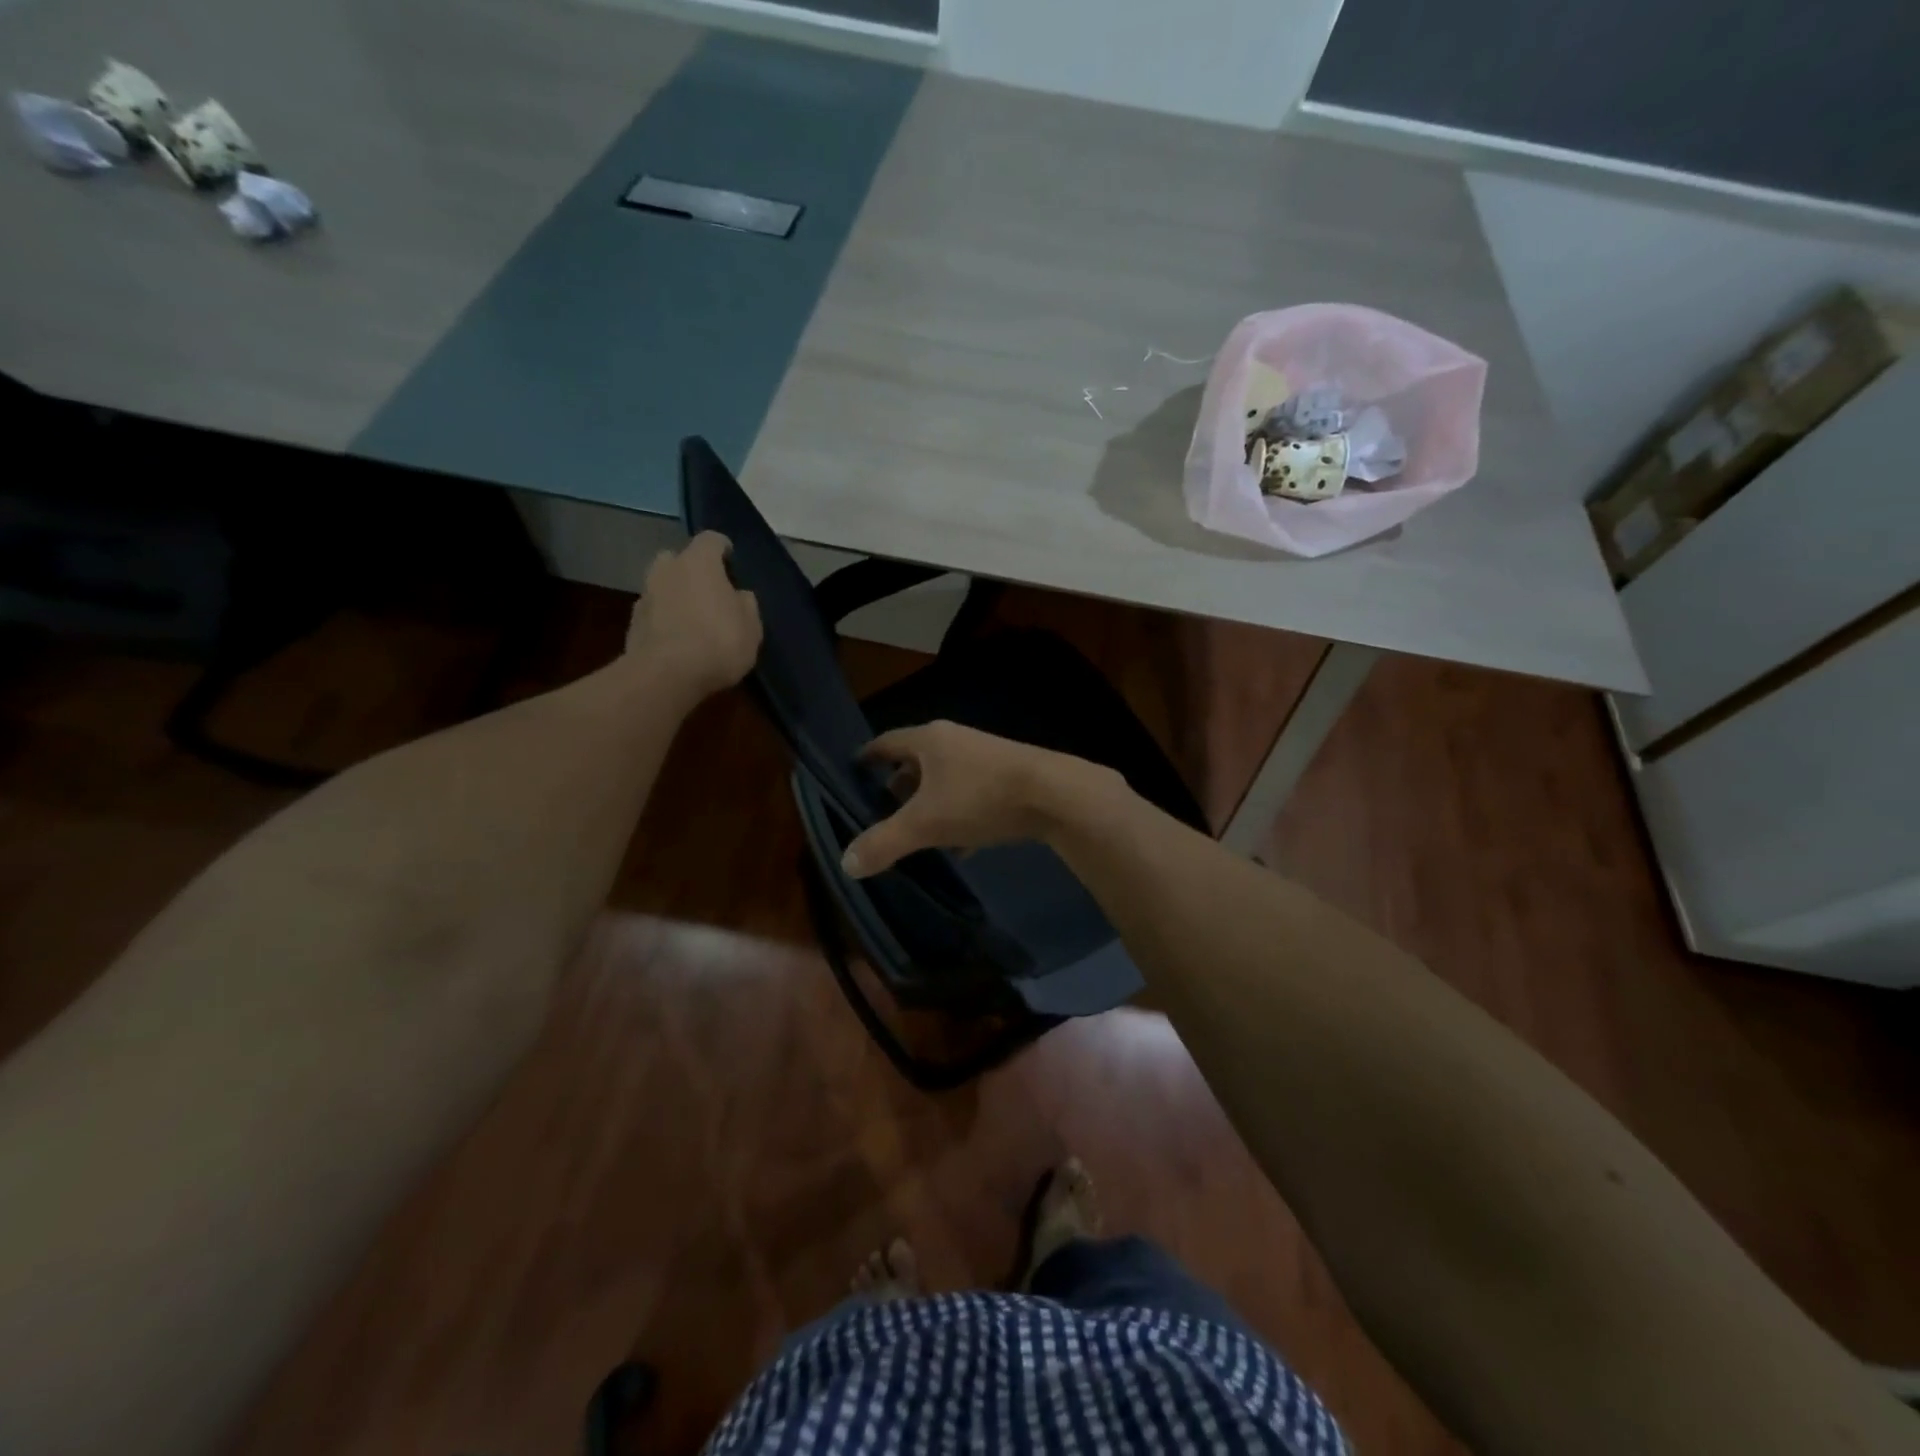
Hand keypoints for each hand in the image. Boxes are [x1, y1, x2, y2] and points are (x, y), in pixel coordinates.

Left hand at [624, 533, 761, 697]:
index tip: (731, 561)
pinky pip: (654, 614)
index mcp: (698, 562)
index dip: (723, 549)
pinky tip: (678, 641)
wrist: (666, 676)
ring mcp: (645, 596)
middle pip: (678, 559)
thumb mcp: (751, 627)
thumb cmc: (718, 642)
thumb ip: (745, 605)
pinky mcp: (632, 624)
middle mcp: (667, 570)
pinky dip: (664, 620)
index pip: (711, 540)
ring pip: (662, 587)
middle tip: (708, 592)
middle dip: (691, 570)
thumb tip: (739, 596)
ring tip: (693, 620)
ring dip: (675, 596)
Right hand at [839, 721, 1122, 877]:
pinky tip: (959, 847)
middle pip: (916, 762)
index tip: (853, 772)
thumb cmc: (980, 798)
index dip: (867, 757)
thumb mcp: (925, 824)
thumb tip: (846, 864)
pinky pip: (972, 795)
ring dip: (930, 805)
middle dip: (899, 788)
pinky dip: (958, 816)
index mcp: (929, 740)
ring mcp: (985, 757)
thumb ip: (884, 842)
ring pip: (946, 781)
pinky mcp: (1009, 777)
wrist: (1055, 795)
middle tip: (881, 813)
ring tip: (916, 834)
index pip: (886, 742)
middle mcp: (956, 741)